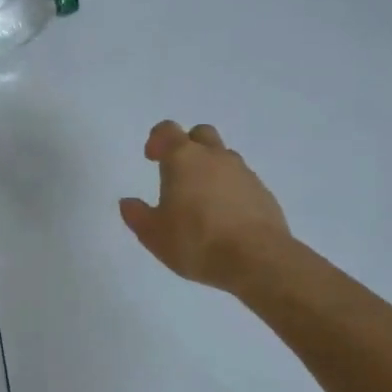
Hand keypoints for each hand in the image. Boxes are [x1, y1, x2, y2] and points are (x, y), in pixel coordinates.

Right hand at [119, 121, 289, 291]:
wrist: (258, 260)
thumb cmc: (196, 241)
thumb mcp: (153, 234)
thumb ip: (137, 215)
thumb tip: (128, 203)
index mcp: (183, 159)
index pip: (167, 130)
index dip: (157, 139)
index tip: (152, 158)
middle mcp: (215, 157)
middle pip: (201, 134)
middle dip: (188, 145)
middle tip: (178, 172)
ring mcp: (243, 173)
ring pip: (224, 157)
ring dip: (211, 169)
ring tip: (202, 200)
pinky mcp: (264, 193)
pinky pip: (242, 181)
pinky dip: (230, 190)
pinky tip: (224, 217)